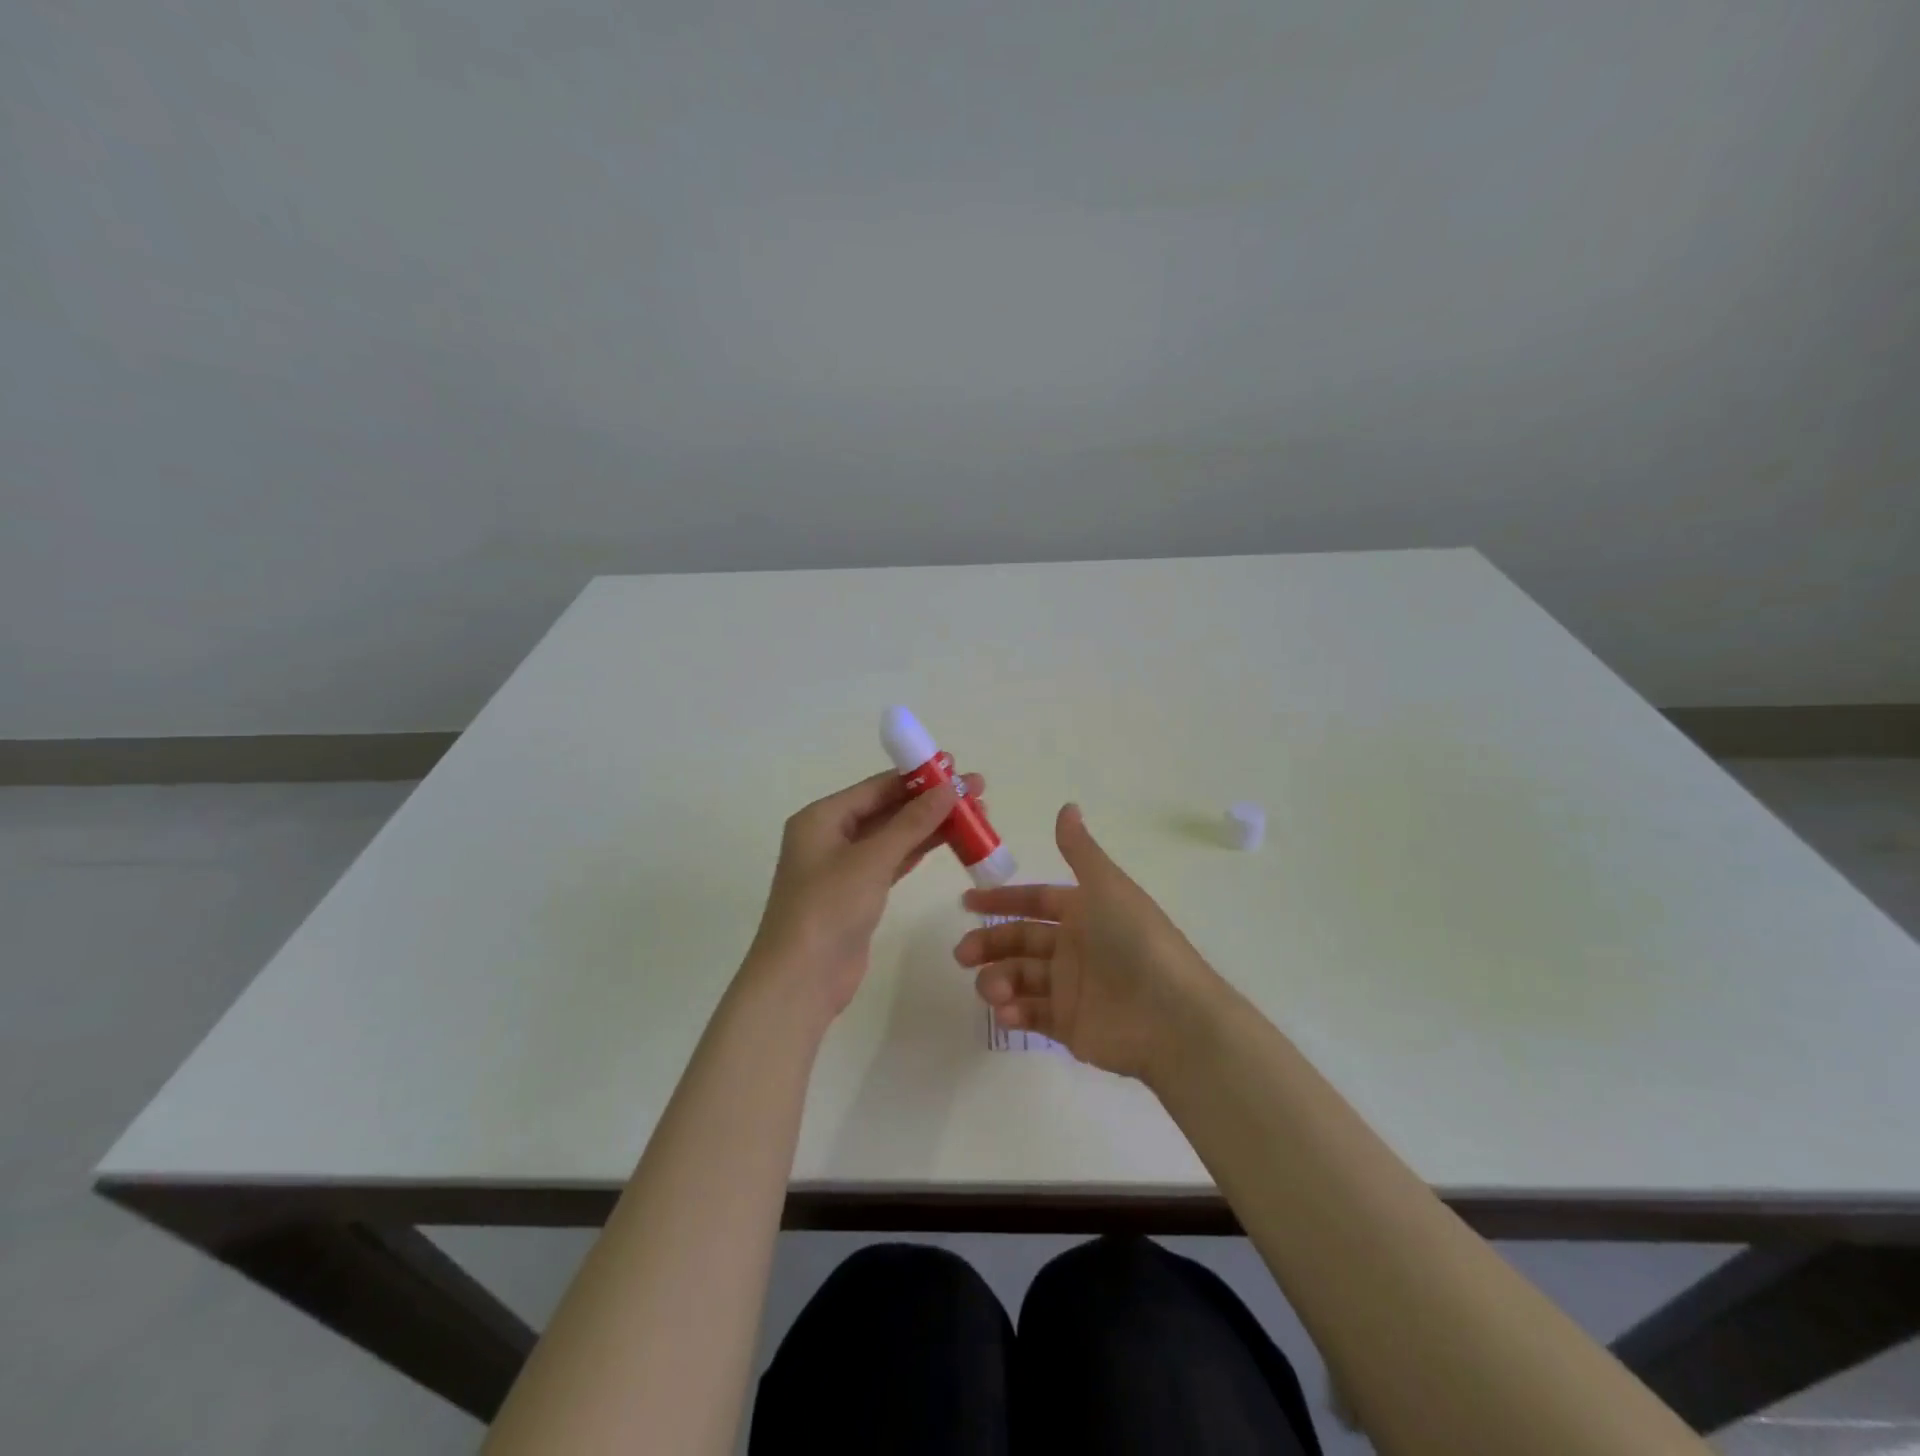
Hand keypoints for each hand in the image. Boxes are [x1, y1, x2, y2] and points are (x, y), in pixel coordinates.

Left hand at [747, 769, 981, 1019]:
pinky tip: (951, 841)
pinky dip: (920, 851)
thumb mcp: (872, 859)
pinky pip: (894, 861)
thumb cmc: (828, 908)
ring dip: (931, 825)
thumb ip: (912, 822)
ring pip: (895, 836)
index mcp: (822, 817)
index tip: (957, 767)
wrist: (801, 979)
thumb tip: (950, 788)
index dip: (918, 776)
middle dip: (931, 800)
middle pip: (888, 808)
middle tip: (977, 792)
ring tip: (975, 815)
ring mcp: (845, 866)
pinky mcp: (859, 894)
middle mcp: (831, 835)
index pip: (877, 786)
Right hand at [954, 803, 1219, 1081]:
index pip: (1034, 902)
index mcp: (1085, 912)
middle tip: (962, 954)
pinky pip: (1032, 1016)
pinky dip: (1014, 1012)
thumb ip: (1079, 851)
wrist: (1171, 1016)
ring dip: (998, 980)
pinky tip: (1007, 1012)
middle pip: (1020, 941)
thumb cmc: (1135, 941)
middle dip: (989, 944)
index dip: (1002, 900)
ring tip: (992, 990)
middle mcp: (1075, 947)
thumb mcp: (1106, 887)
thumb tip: (1067, 806)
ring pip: (1020, 978)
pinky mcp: (1070, 1027)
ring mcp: (1072, 988)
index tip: (967, 902)